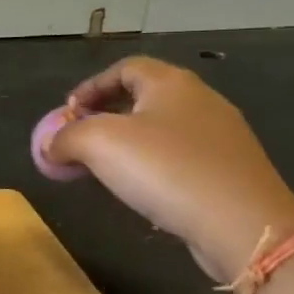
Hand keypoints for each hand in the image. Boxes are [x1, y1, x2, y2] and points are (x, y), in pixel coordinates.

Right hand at [36, 56, 293, 280]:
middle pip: (143, 97)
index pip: (124, 68)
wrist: (243, 224)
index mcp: (171, 83)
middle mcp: (200, 101)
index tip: (67, 113)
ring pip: (161, 129)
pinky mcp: (230, 170)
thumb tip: (50, 145)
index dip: (90, 87)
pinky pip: (179, 157)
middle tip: (78, 140)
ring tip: (101, 168)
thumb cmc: (166, 169)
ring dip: (126, 143)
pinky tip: (139, 190)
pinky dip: (151, 165)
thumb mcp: (98, 144)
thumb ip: (65, 137)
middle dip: (105, 116)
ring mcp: (221, 137)